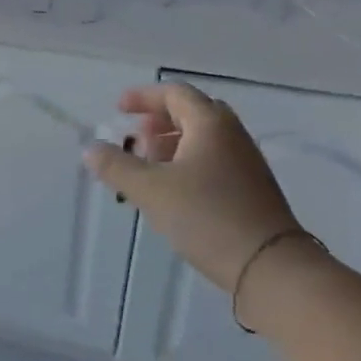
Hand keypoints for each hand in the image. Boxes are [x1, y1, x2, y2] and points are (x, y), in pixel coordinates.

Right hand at [83, 84, 299, 292]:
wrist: (269, 266)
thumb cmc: (207, 216)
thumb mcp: (151, 190)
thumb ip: (117, 166)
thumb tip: (90, 149)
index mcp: (210, 124)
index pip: (175, 94)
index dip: (143, 97)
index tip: (118, 109)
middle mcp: (232, 136)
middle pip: (191, 113)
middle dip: (158, 122)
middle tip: (134, 140)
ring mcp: (245, 163)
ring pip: (203, 140)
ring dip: (171, 145)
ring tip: (147, 170)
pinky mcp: (250, 190)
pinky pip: (213, 162)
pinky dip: (187, 165)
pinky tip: (172, 193)